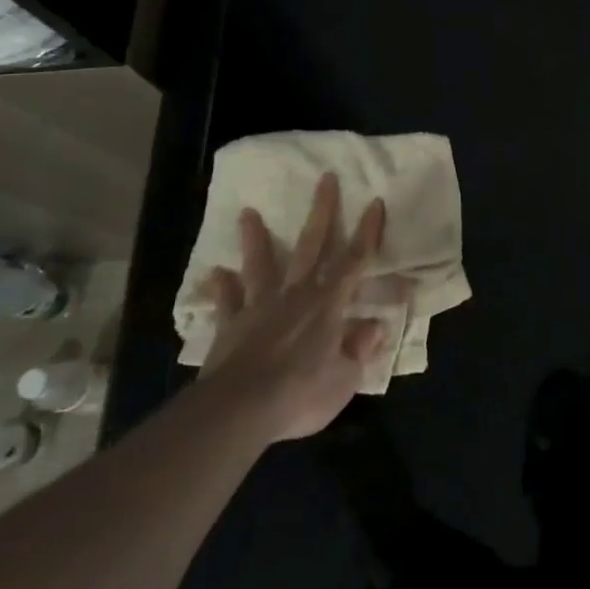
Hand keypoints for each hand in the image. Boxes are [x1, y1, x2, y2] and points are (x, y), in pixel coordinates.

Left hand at [199, 172, 392, 443]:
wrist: (240, 410)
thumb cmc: (300, 393)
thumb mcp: (345, 379)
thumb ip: (360, 349)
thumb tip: (375, 326)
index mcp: (329, 305)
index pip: (354, 260)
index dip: (367, 231)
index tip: (374, 201)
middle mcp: (297, 295)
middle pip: (312, 245)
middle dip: (322, 211)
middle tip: (326, 178)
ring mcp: (260, 307)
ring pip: (261, 264)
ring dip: (256, 238)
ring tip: (247, 212)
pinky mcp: (231, 326)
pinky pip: (227, 302)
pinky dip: (221, 287)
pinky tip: (215, 273)